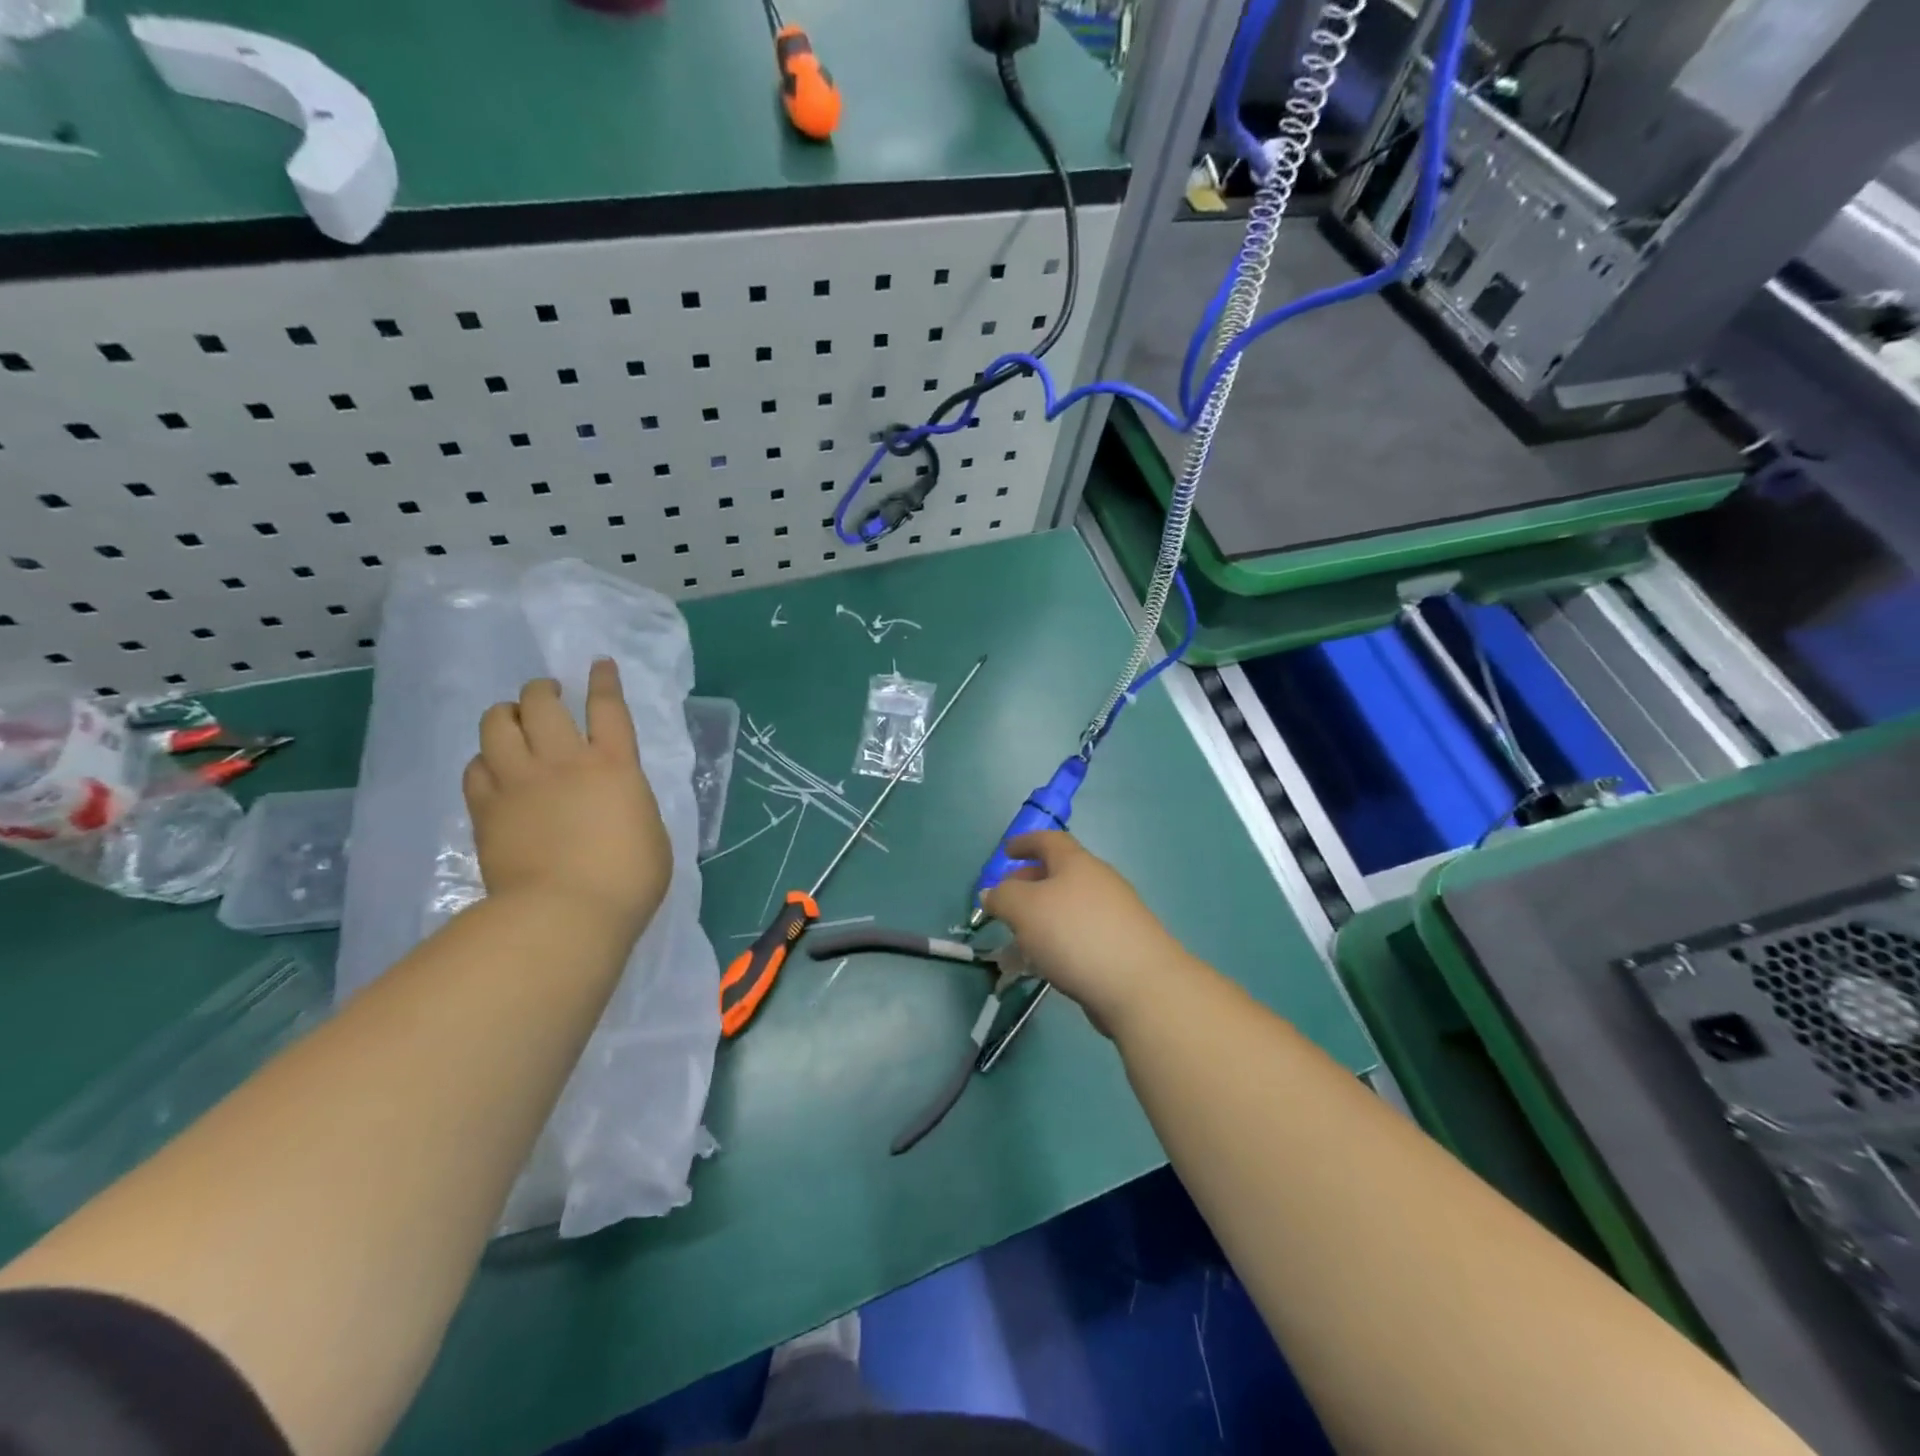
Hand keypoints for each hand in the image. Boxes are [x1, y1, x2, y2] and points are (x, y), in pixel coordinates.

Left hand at [463, 659, 671, 941]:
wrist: (564, 914)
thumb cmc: (628, 879)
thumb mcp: (651, 832)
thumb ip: (631, 803)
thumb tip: (616, 799)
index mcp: (614, 765)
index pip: (608, 708)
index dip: (603, 681)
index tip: (598, 664)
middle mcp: (564, 761)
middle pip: (543, 703)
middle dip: (543, 690)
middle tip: (548, 694)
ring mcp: (519, 782)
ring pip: (498, 724)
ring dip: (507, 714)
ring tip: (514, 720)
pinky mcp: (486, 808)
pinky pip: (475, 767)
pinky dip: (485, 759)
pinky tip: (493, 767)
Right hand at [981, 831, 1195, 1037]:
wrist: (1140, 985)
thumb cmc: (1076, 934)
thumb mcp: (1025, 909)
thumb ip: (1003, 897)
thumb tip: (992, 892)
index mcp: (1077, 863)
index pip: (1049, 840)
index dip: (1026, 842)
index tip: (1007, 851)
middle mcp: (1099, 882)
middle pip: (1060, 873)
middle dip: (1030, 883)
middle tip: (1006, 901)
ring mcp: (1116, 914)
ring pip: (1070, 907)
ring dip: (1043, 916)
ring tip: (1019, 939)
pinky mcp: (1122, 946)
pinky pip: (1081, 934)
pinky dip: (1060, 940)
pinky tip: (1048, 964)